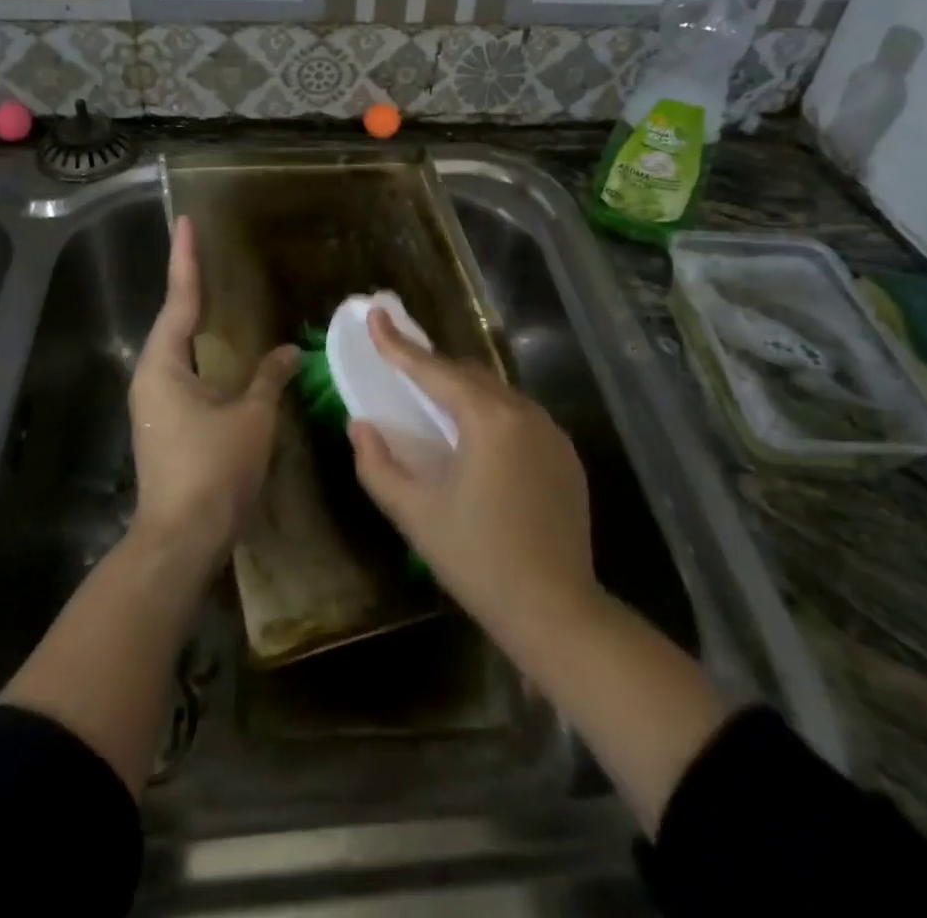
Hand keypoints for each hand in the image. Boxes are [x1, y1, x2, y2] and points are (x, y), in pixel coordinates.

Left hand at [127, 215, 297, 572]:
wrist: (181, 538)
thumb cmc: (214, 468)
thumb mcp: (252, 416)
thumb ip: (270, 377)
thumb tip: (291, 352)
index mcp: (165, 365)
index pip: (180, 299)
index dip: (186, 259)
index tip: (186, 222)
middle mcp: (151, 377)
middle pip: (173, 320)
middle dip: (190, 286)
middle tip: (204, 252)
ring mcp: (154, 404)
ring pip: (178, 350)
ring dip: (195, 321)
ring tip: (213, 292)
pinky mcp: (164, 425)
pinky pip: (185, 374)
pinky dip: (203, 354)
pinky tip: (221, 355)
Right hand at [348, 310, 597, 643]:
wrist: (555, 611)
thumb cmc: (477, 559)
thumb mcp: (415, 514)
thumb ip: (378, 465)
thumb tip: (360, 425)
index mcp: (487, 419)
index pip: (433, 370)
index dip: (398, 344)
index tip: (375, 315)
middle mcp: (524, 412)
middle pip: (469, 374)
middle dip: (433, 367)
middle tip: (401, 368)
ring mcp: (552, 432)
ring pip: (497, 393)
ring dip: (464, 391)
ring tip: (435, 406)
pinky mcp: (566, 455)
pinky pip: (520, 417)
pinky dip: (492, 415)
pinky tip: (478, 442)